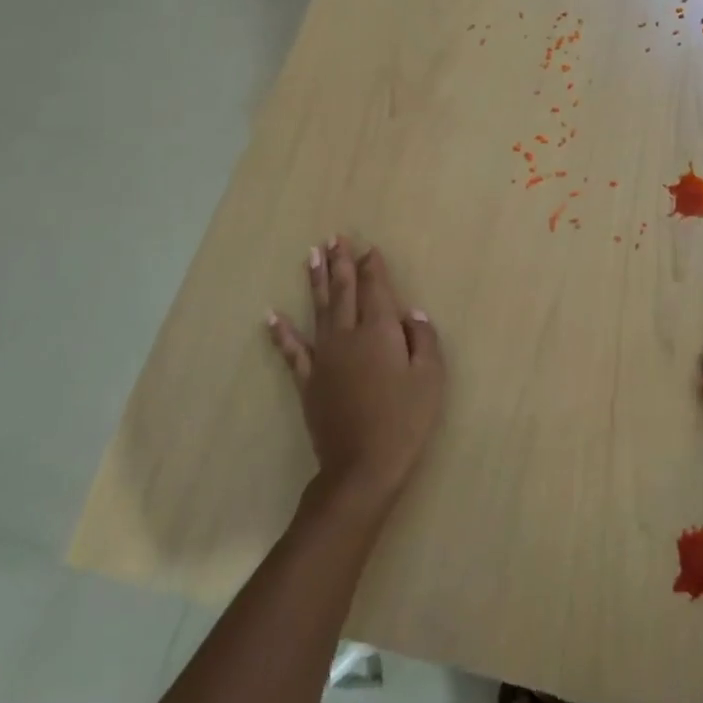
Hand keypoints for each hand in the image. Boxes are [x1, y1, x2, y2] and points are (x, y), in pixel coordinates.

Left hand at [266, 236, 445, 509]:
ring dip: (315, 281)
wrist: (363, 465)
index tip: (369, 248)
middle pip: (344, 291)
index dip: (373, 267)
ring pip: (318, 310)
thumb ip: (423, 339)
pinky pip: (292, 350)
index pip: (376, 289)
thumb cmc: (405, 420)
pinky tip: (271, 315)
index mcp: (380, 332)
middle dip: (341, 263)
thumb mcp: (430, 378)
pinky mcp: (309, 380)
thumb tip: (412, 313)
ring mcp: (325, 357)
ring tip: (312, 255)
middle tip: (335, 238)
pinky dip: (281, 332)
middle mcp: (349, 335)